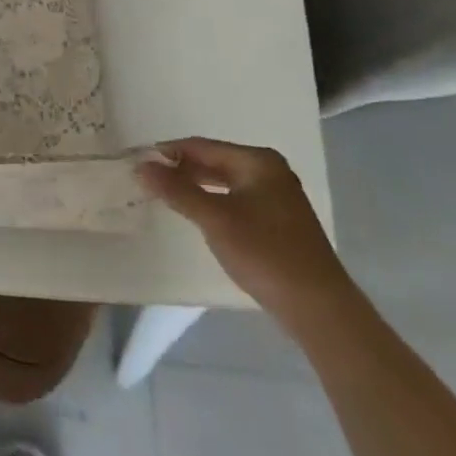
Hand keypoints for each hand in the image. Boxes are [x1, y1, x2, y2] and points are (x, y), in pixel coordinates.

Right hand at [137, 137, 357, 332]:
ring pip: (224, 181)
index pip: (201, 146)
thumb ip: (176, 190)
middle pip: (213, 161)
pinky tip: (195, 213)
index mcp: (257, 161)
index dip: (167, 152)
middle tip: (146, 179)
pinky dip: (212, 200)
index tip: (136, 162)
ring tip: (163, 194)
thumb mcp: (214, 219)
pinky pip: (235, 198)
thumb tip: (141, 165)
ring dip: (194, 185)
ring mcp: (277, 196)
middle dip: (180, 169)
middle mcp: (269, 170)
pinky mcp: (278, 220)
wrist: (319, 309)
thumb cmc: (265, 254)